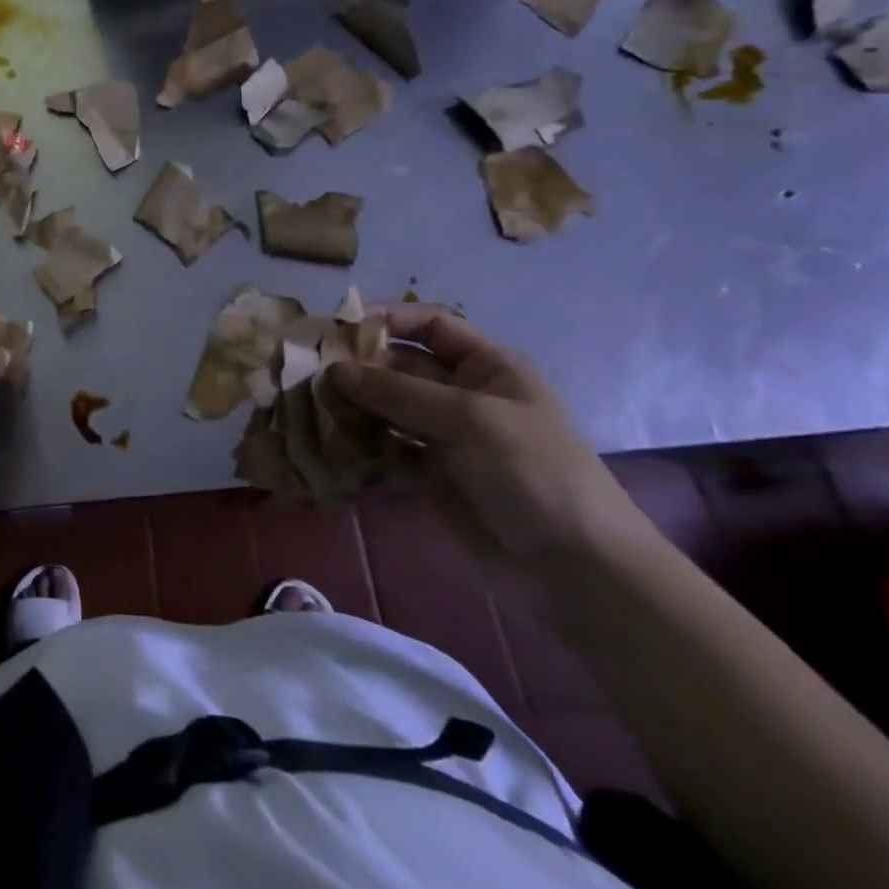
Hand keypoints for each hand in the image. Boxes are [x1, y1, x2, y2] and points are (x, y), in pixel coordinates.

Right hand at [325, 305, 650, 565]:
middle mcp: (462, 394)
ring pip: (387, 407)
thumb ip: (399, 393)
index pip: (431, 325)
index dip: (389, 319)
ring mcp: (445, 435)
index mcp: (487, 367)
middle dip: (360, 366)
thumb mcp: (471, 419)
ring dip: (354, 404)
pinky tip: (334, 443)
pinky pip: (386, 447)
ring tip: (315, 406)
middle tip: (312, 371)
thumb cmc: (534, 472)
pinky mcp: (430, 474)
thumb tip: (334, 369)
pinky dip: (362, 443)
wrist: (576, 569)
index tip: (340, 325)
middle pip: (400, 366)